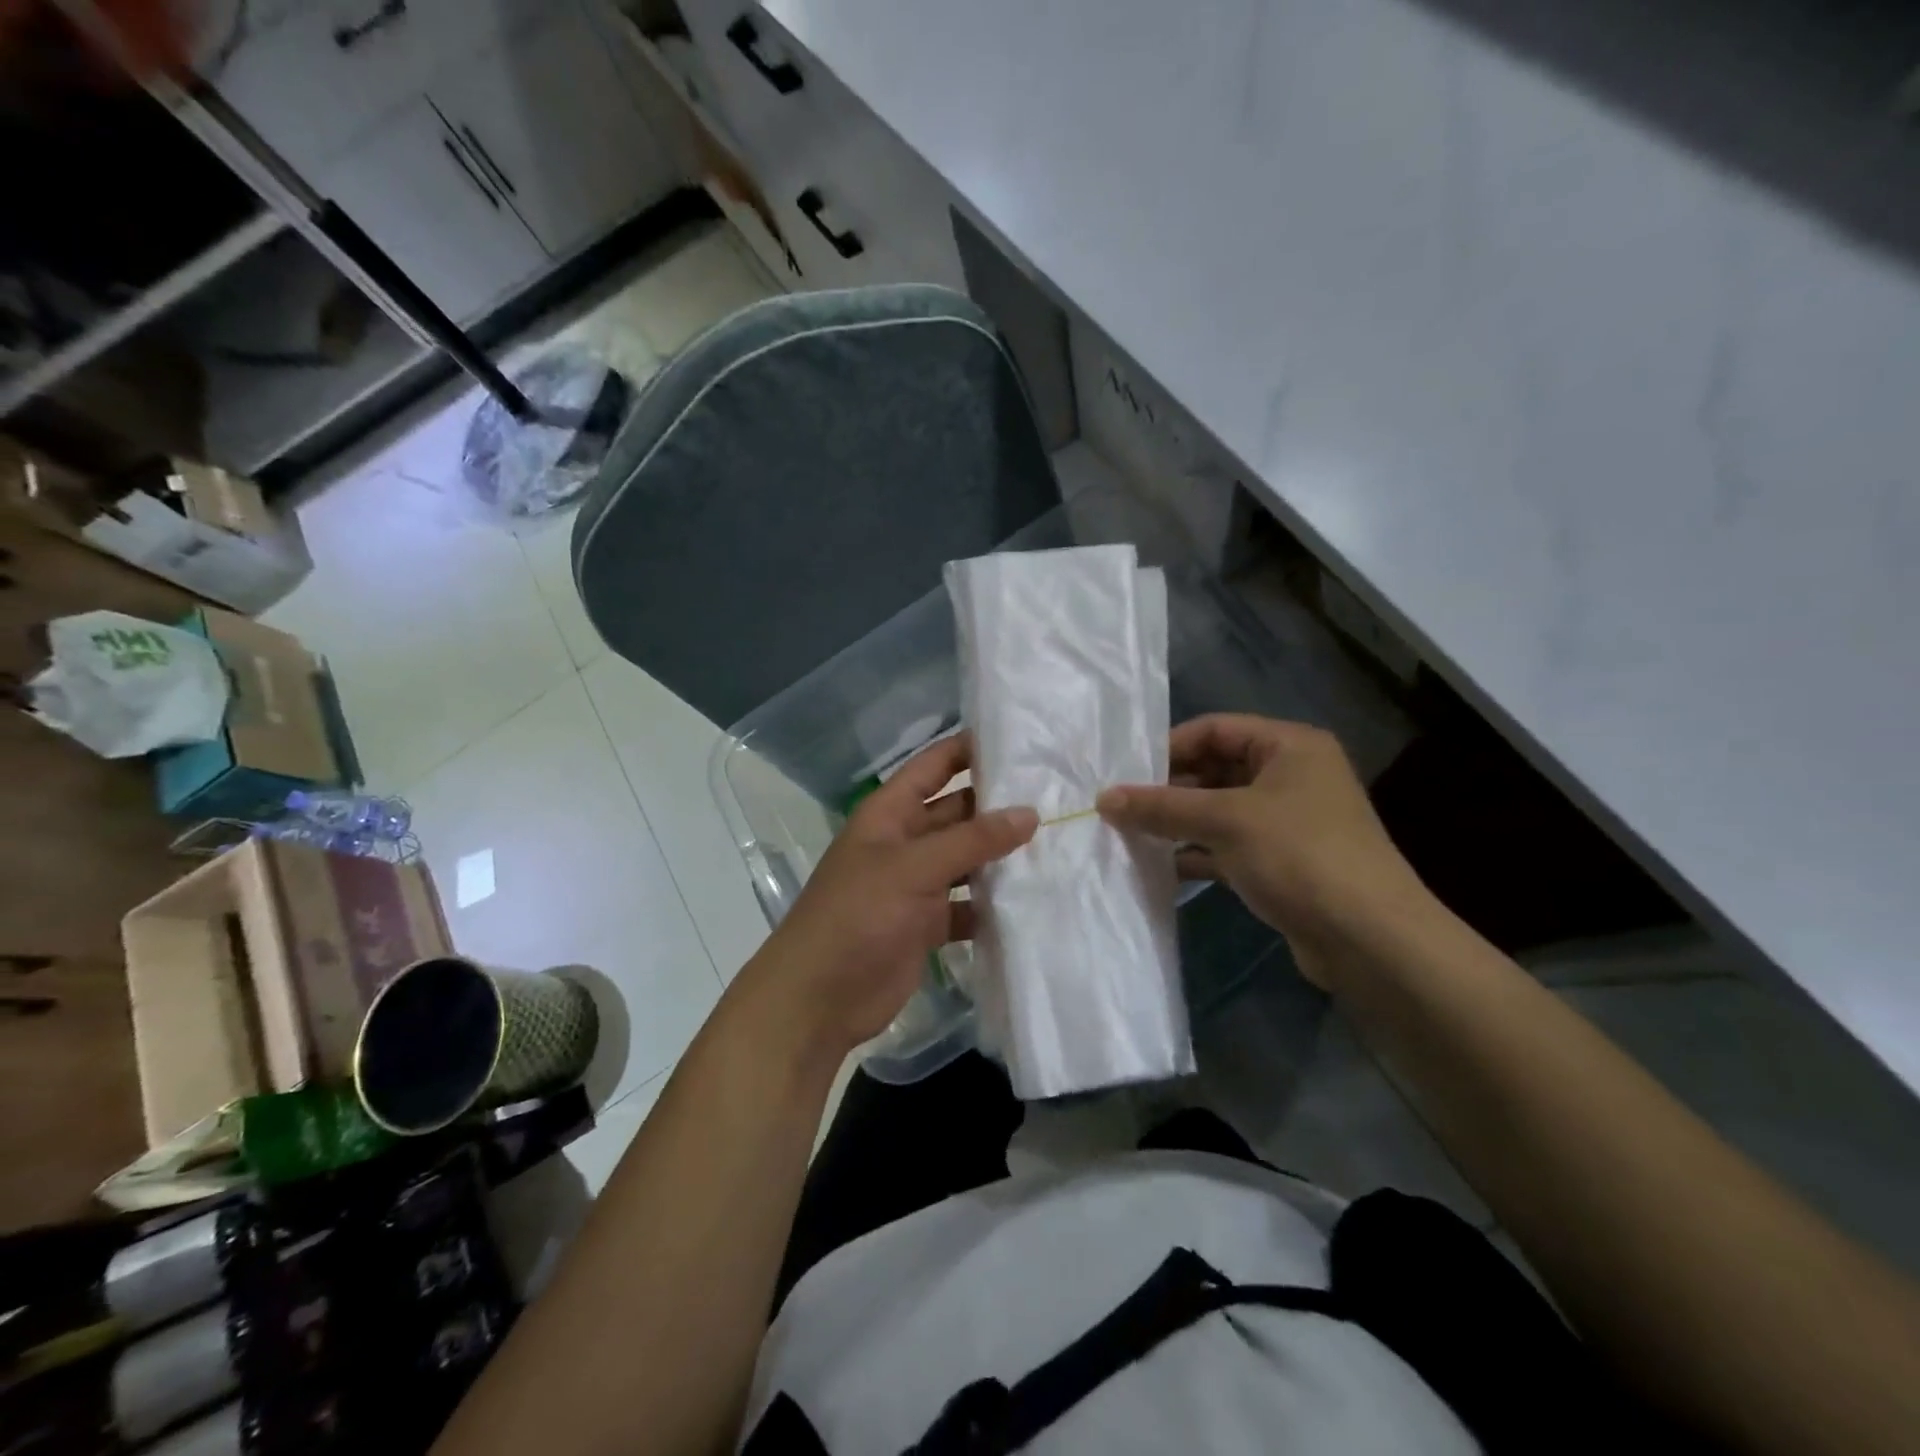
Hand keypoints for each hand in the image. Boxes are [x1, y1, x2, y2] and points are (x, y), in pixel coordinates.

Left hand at [743, 734, 1037, 1057]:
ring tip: (1057, 845)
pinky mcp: (927, 924)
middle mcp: (904, 842)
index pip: (933, 766)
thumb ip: (972, 840)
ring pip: (966, 860)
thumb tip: (1029, 813)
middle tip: (1056, 797)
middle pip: (957, 812)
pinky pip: (967, 905)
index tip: (1020, 740)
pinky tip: (1033, 900)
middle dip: (998, 806)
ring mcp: (916, 885)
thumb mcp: (913, 868)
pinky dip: (992, 905)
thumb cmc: (858, 915)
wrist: (820, 998)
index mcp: (890, 813)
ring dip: (1001, 857)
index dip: (968, 749)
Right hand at [1096, 715, 1427, 983]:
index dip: (1168, 748)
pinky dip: (1196, 852)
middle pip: (1214, 769)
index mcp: (1289, 746)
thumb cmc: (1300, 857)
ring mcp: (1287, 821)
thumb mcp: (1225, 822)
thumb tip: (1103, 798)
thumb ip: (1162, 807)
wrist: (1371, 940)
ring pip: (1218, 810)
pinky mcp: (1282, 862)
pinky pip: (1228, 845)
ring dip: (1178, 822)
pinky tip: (1160, 867)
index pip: (1214, 729)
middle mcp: (1291, 775)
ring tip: (1129, 835)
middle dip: (1168, 789)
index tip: (1124, 773)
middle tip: (1120, 807)